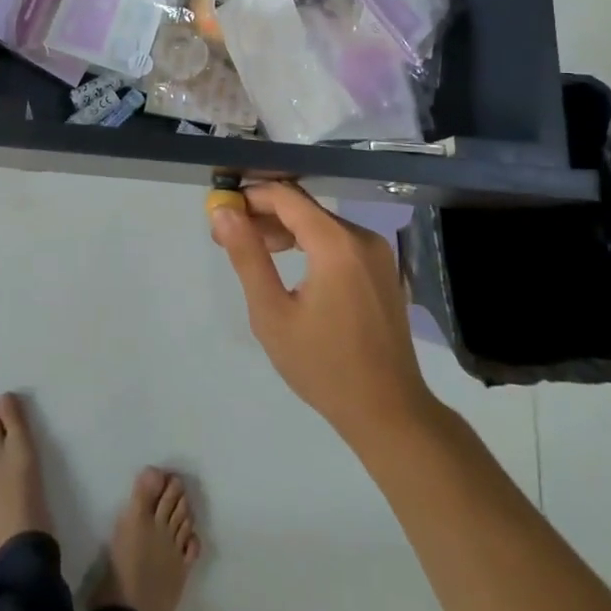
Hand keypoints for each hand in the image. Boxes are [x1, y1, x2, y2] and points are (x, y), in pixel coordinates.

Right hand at [210, 183, 435, 450]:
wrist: (389, 413)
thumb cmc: (324, 366)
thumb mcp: (272, 313)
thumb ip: (247, 256)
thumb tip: (223, 213)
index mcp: (337, 244)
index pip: (285, 197)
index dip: (250, 197)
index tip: (221, 209)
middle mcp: (362, 237)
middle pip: (304, 207)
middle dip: (264, 214)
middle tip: (229, 235)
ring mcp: (377, 252)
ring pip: (321, 223)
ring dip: (285, 228)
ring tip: (253, 249)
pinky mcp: (382, 269)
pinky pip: (338, 240)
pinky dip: (309, 242)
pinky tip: (288, 263)